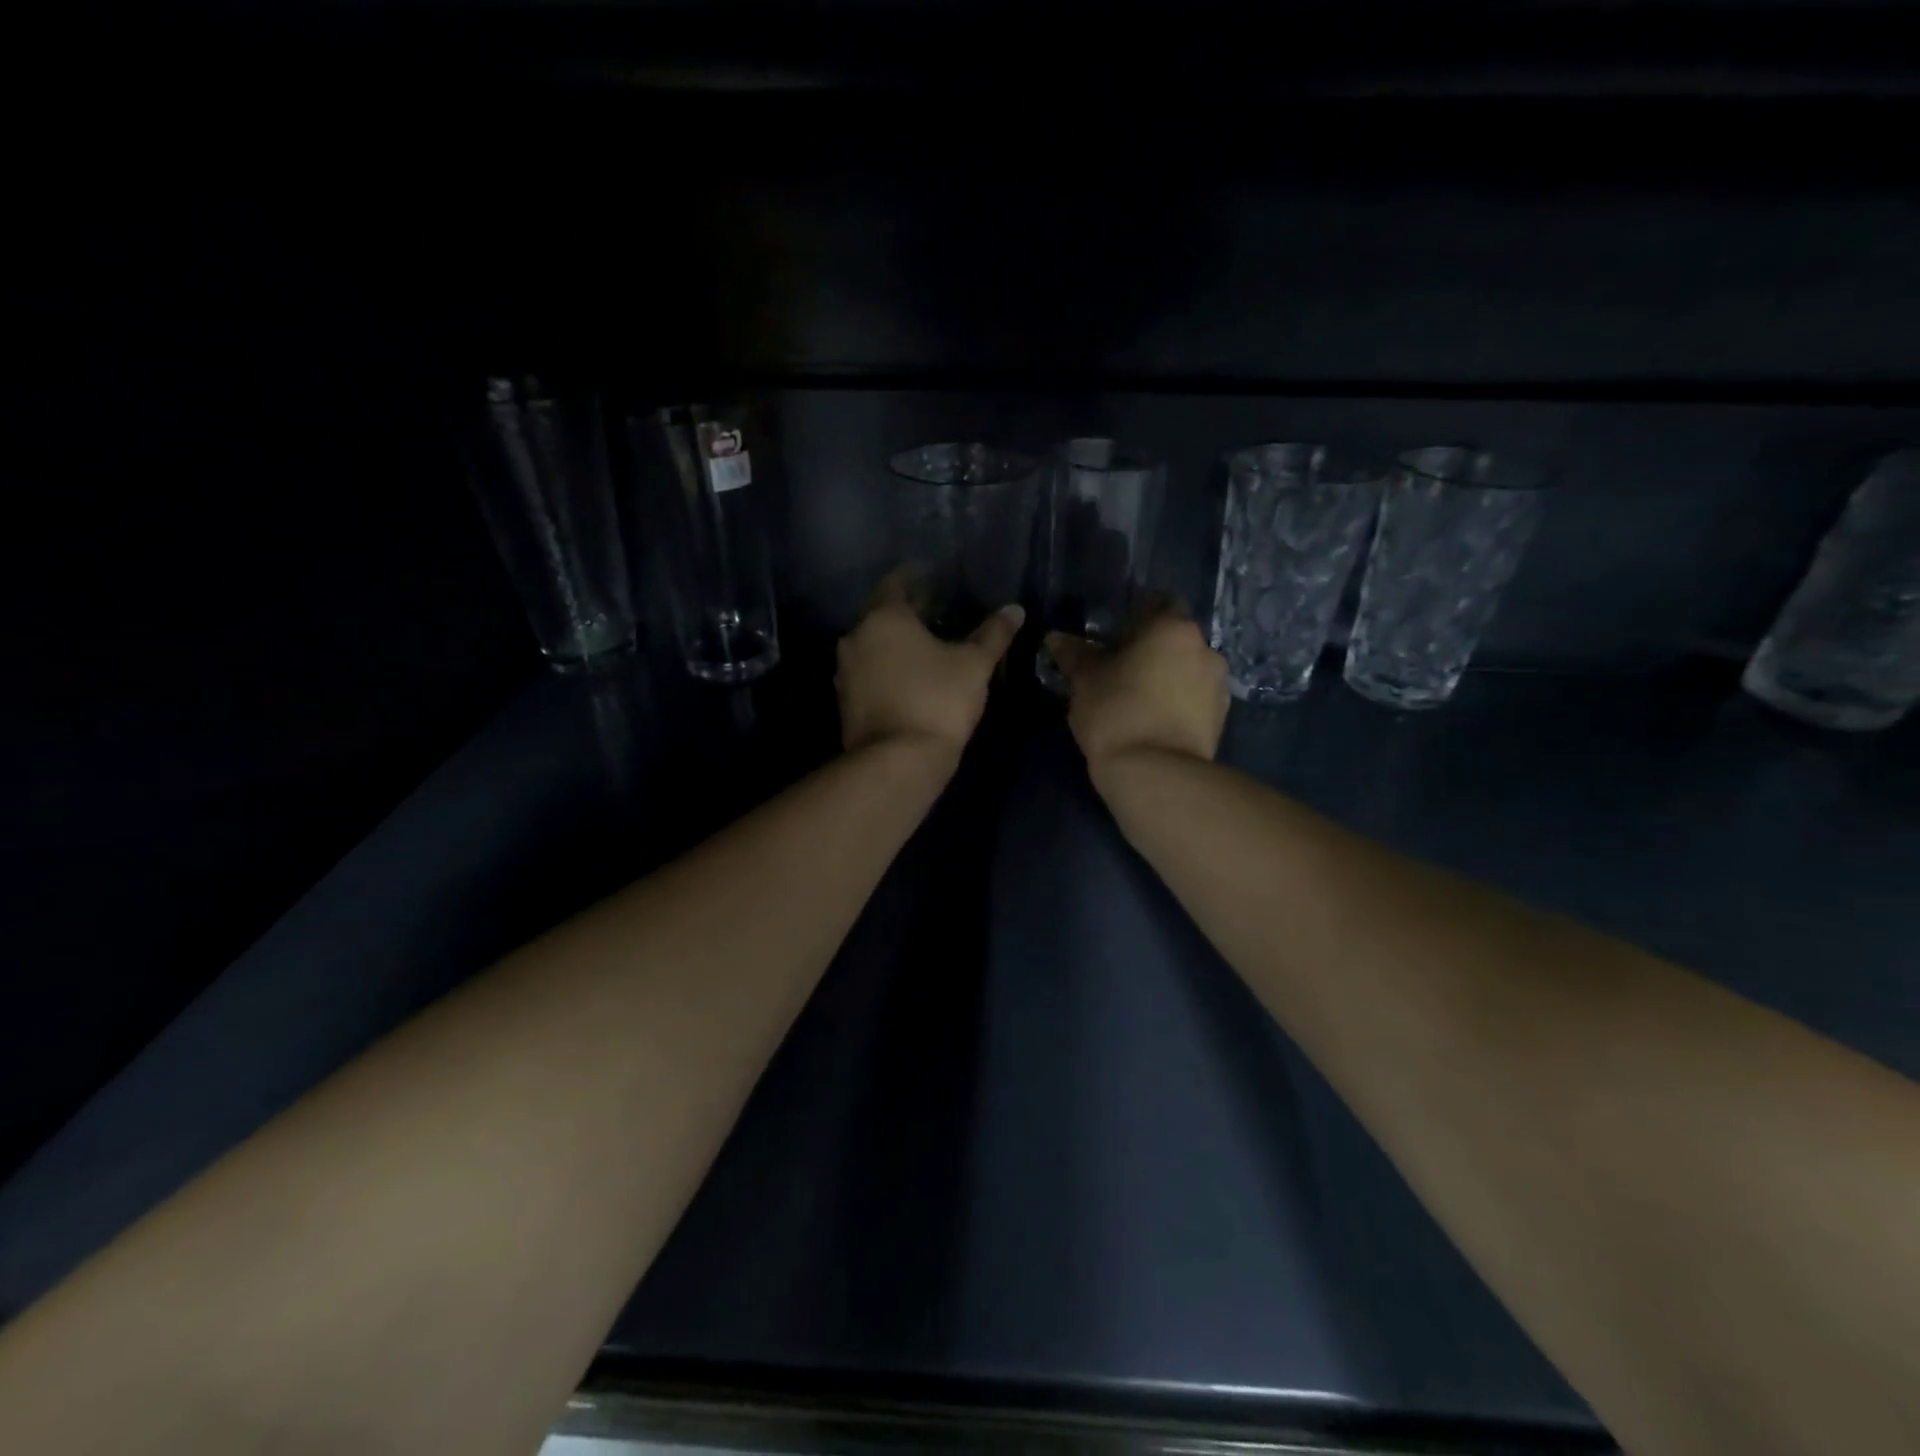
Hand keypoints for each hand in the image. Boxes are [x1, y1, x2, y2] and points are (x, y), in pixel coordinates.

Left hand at [836, 572, 1024, 760]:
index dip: (917, 576)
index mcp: (884, 617)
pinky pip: (869, 672)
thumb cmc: (937, 701)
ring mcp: (846, 671)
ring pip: (874, 645)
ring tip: (928, 646)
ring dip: (896, 642)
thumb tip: (1015, 609)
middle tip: (939, 611)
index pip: (897, 581)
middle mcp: (856, 637)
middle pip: (882, 614)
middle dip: (908, 611)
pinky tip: (911, 677)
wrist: (897, 762)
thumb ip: (993, 634)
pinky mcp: (846, 701)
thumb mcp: (974, 665)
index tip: (936, 575)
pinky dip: (888, 667)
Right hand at [1045, 600, 1228, 780]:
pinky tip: (1153, 722)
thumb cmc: (1117, 713)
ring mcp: (1218, 685)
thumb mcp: (1086, 682)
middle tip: (1119, 671)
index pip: (1157, 604)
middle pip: (1174, 639)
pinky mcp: (1221, 719)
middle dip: (1151, 650)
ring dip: (1166, 677)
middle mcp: (1205, 649)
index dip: (1134, 618)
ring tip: (1137, 701)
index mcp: (1173, 628)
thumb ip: (1075, 654)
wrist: (1156, 774)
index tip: (1112, 639)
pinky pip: (1195, 698)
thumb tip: (1055, 638)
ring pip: (1187, 670)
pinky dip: (1177, 703)